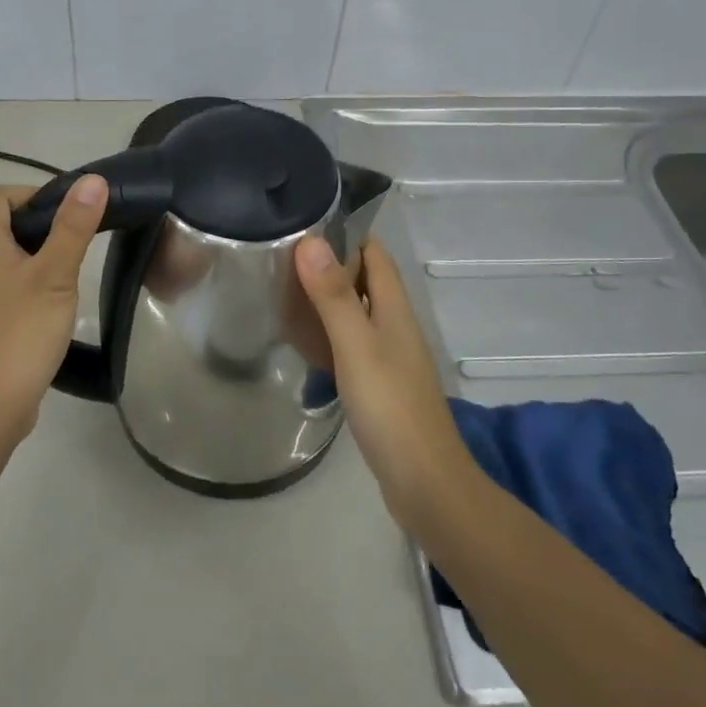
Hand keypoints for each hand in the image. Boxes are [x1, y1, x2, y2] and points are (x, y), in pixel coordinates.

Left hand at [0, 176, 107, 442]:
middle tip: (77, 239)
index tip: (69, 212)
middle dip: (41, 224)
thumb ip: (73, 227)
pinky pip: (4, 285)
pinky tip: (53, 304)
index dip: (33, 194)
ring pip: (5, 257)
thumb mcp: (55, 275)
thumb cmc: (21, 333)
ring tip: (70, 271)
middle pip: (2, 224)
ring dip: (37, 254)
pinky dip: (29, 282)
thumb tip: (92, 181)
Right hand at [295, 236, 475, 523]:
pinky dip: (328, 335)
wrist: (424, 482)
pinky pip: (351, 345)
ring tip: (283, 294)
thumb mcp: (356, 345)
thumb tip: (311, 239)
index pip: (375, 254)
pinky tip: (304, 344)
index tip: (304, 224)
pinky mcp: (380, 385)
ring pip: (356, 314)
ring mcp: (389, 357)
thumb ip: (334, 295)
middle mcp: (395, 326)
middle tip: (281, 259)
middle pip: (364, 281)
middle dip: (329, 266)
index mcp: (395, 309)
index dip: (346, 234)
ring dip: (326, 301)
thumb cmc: (390, 406)